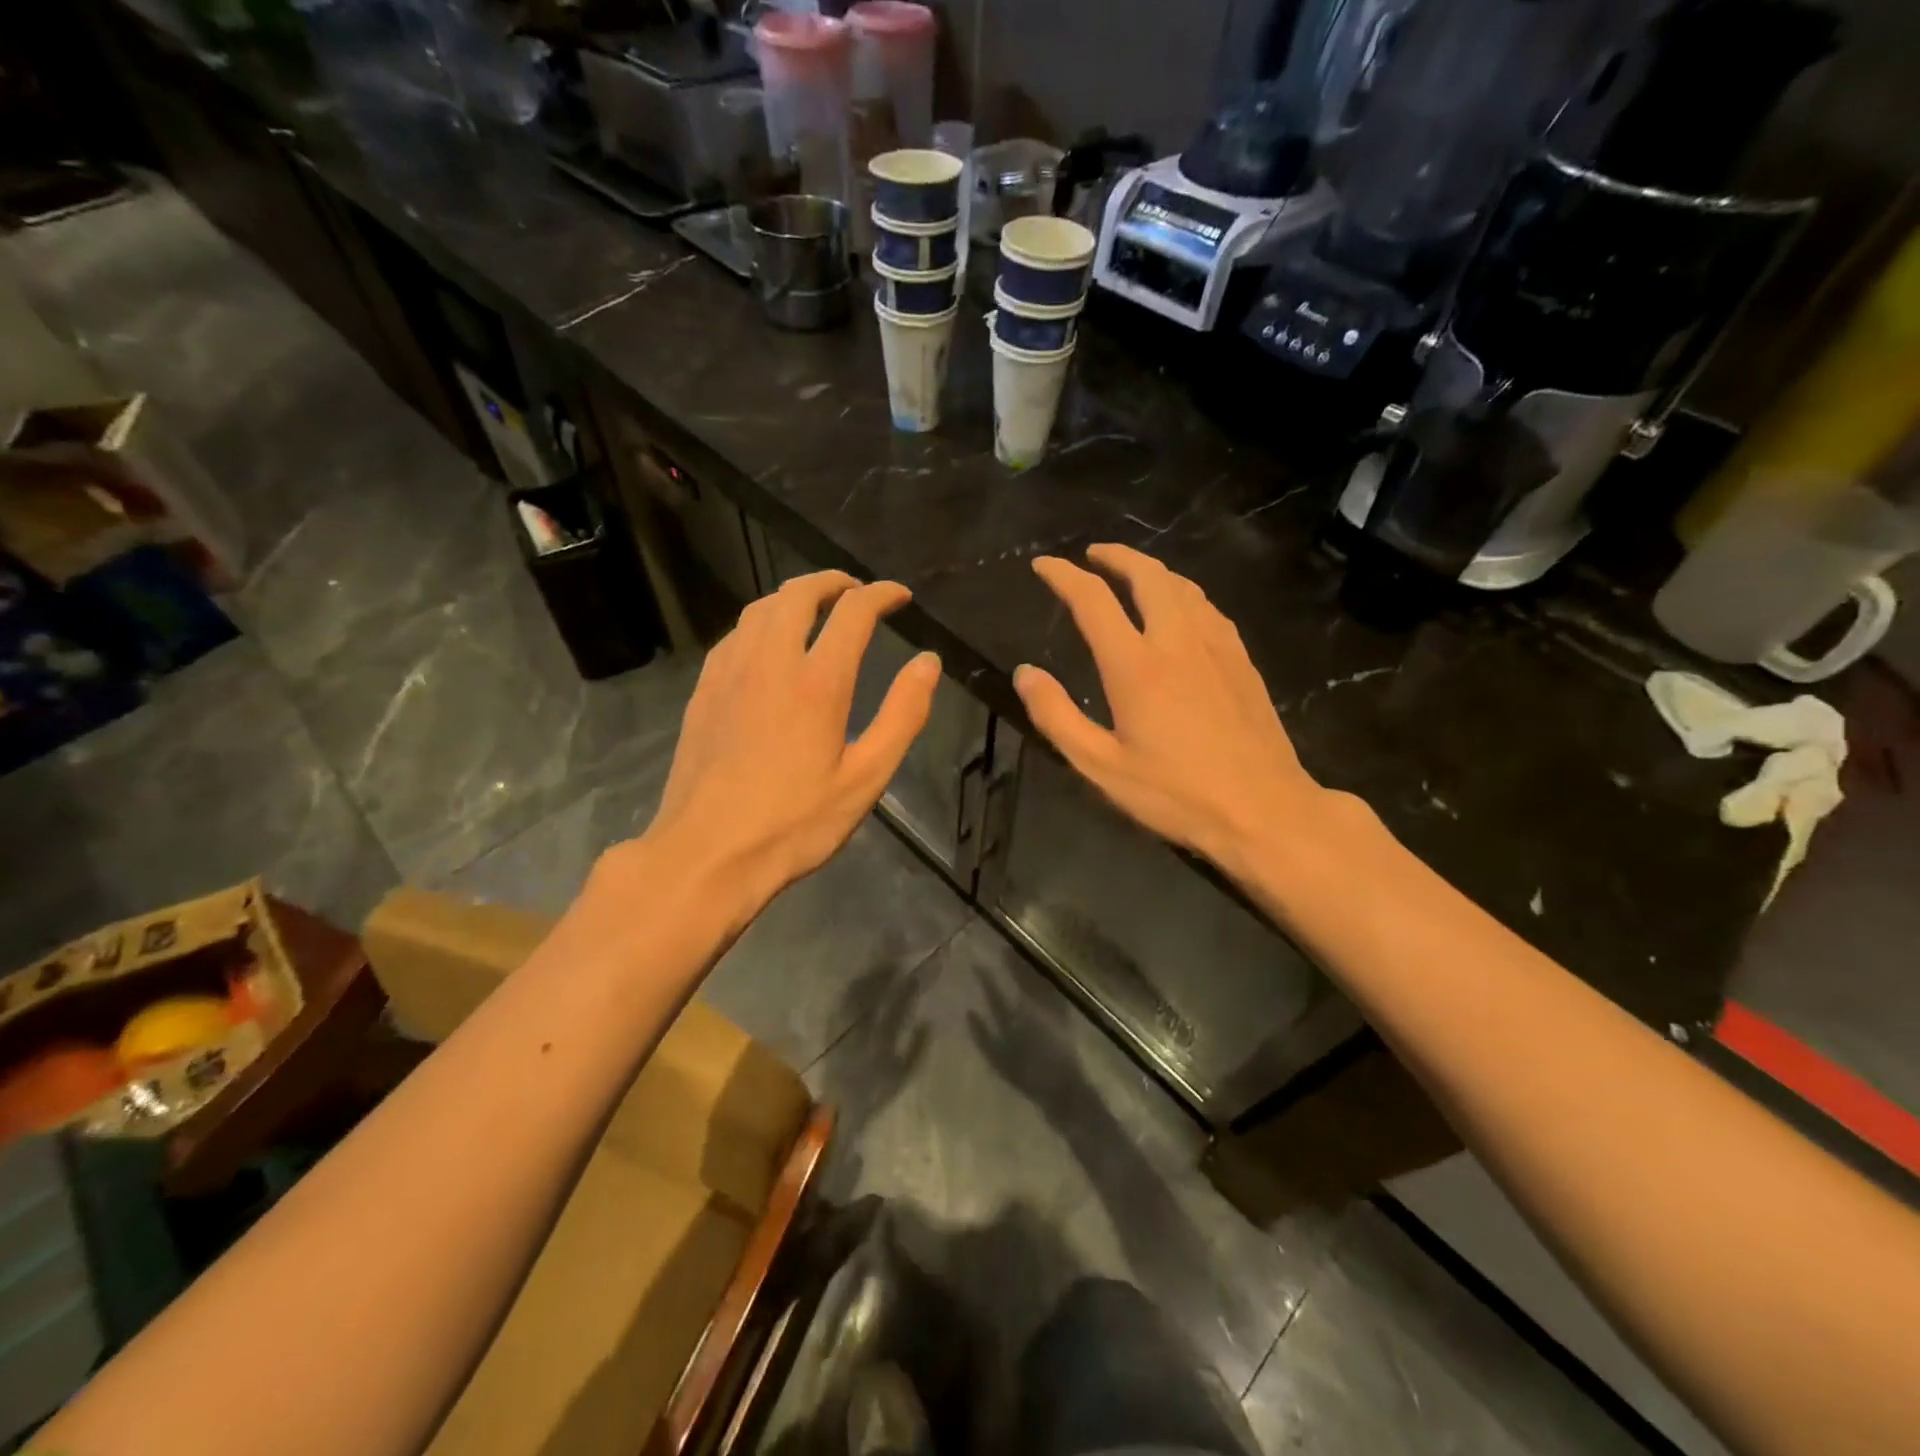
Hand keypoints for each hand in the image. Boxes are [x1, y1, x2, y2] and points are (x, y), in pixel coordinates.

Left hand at [614, 571, 939, 929]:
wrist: (707, 853)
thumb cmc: (795, 822)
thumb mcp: (865, 778)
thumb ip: (902, 715)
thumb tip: (928, 663)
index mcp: (817, 681)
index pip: (854, 611)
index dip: (882, 594)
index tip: (900, 596)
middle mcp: (770, 660)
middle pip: (799, 593)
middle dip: (834, 582)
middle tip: (858, 593)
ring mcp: (730, 671)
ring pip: (762, 607)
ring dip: (795, 595)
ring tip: (818, 609)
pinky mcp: (705, 689)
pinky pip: (736, 633)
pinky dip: (763, 621)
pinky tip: (770, 644)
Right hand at [1015, 544, 1338, 880]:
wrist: (1264, 809)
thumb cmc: (1176, 794)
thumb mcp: (1102, 766)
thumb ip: (1057, 716)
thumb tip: (1025, 673)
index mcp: (1136, 665)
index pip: (1092, 599)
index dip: (1063, 575)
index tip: (1043, 565)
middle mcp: (1176, 640)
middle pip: (1146, 574)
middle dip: (1114, 555)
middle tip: (1091, 554)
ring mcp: (1216, 645)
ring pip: (1181, 585)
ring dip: (1150, 569)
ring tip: (1130, 573)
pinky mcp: (1241, 659)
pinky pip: (1207, 607)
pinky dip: (1182, 593)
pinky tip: (1180, 608)